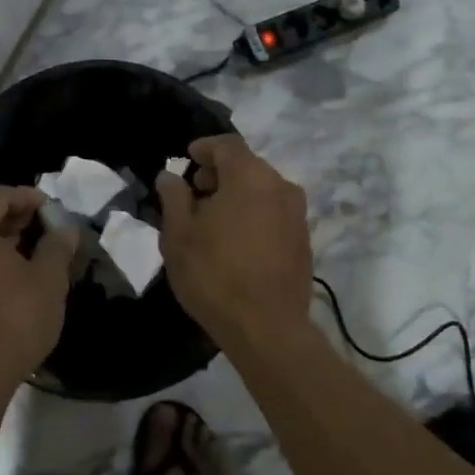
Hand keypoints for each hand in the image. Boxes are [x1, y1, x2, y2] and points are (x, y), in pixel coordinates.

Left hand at [0, 186, 73, 394]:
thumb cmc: (11, 319)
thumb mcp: (48, 279)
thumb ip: (57, 246)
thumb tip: (65, 229)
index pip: (1, 195)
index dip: (30, 198)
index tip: (53, 210)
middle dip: (14, 219)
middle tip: (44, 229)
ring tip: (30, 254)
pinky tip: (7, 278)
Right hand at [154, 135, 314, 348]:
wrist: (267, 329)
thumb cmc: (215, 275)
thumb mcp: (179, 235)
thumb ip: (174, 197)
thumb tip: (171, 176)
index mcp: (250, 177)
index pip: (227, 145)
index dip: (205, 147)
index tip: (188, 157)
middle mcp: (280, 186)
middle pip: (247, 165)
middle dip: (220, 172)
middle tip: (196, 190)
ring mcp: (297, 214)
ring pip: (263, 189)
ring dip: (238, 194)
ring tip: (213, 218)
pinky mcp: (304, 240)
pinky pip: (275, 212)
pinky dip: (254, 213)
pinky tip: (236, 239)